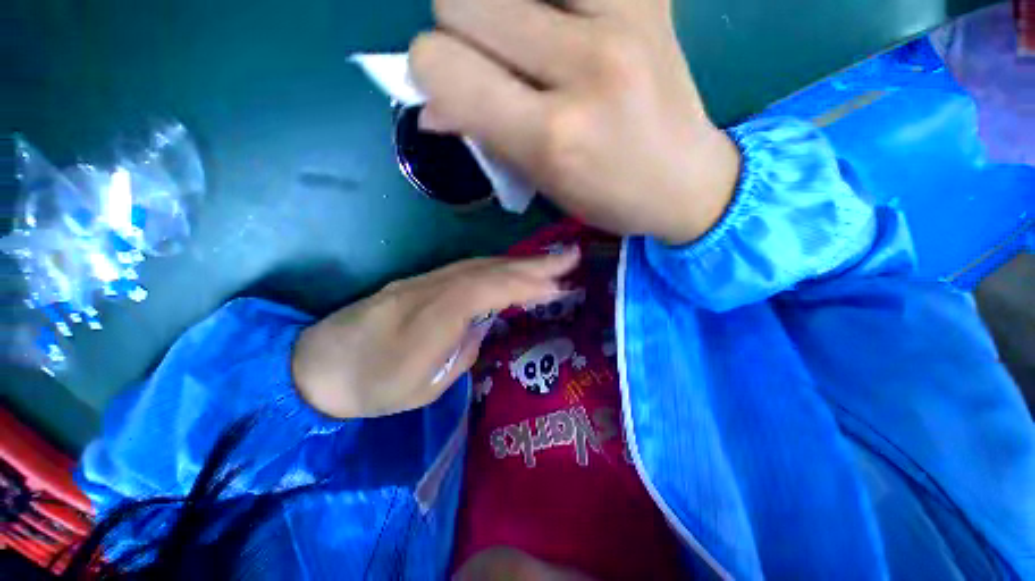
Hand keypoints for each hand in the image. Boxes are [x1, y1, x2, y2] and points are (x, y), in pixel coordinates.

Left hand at [292, 248, 578, 418]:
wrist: (317, 365)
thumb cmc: (371, 387)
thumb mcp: (424, 387)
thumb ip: (462, 351)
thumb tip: (482, 327)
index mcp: (427, 321)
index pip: (483, 290)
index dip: (523, 284)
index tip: (559, 284)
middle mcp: (427, 291)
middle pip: (486, 269)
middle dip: (532, 263)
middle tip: (570, 257)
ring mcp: (423, 282)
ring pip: (479, 265)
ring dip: (518, 262)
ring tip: (551, 263)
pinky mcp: (422, 282)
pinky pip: (468, 270)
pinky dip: (498, 268)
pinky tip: (514, 271)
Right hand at [409, 0, 740, 244]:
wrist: (686, 180)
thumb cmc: (608, 196)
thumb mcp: (542, 184)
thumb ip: (484, 137)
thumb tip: (429, 105)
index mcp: (551, 135)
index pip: (442, 64)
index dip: (429, 70)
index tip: (448, 86)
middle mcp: (583, 66)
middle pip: (462, 0)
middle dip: (460, 33)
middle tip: (492, 64)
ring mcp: (623, 17)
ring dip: (498, 7)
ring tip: (528, 41)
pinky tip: (560, 21)